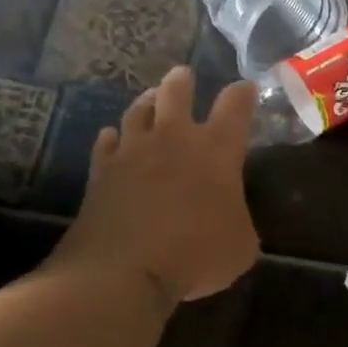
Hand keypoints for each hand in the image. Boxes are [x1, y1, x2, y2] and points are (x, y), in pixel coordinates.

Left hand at [52, 67, 258, 303]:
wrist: (125, 270)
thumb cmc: (197, 255)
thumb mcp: (241, 246)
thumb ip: (239, 221)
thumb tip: (230, 218)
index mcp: (217, 151)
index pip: (235, 107)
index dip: (243, 94)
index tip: (246, 88)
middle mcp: (173, 139)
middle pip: (176, 93)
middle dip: (183, 82)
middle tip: (184, 76)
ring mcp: (132, 152)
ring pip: (138, 111)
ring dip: (147, 103)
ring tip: (150, 100)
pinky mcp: (101, 171)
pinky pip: (107, 142)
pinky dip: (113, 139)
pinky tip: (114, 139)